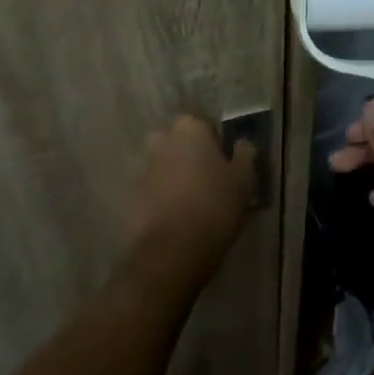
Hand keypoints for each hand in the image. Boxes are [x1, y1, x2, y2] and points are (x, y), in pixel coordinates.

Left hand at [125, 114, 256, 280]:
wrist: (172, 251)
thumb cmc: (214, 207)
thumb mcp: (243, 181)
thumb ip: (244, 155)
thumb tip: (242, 142)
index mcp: (189, 130)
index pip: (201, 123)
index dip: (213, 140)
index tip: (222, 160)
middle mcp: (161, 141)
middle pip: (176, 141)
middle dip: (187, 154)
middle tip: (205, 178)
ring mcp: (141, 168)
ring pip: (160, 164)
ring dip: (171, 174)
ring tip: (188, 200)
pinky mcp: (129, 196)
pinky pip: (148, 189)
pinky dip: (158, 196)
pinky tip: (172, 216)